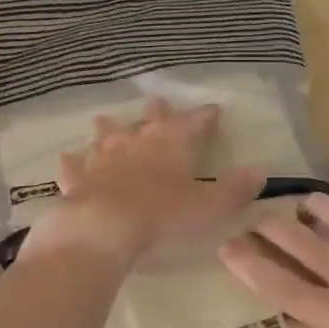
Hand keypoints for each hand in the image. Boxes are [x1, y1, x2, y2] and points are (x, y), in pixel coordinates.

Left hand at [25, 98, 264, 265]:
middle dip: (156, 112)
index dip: (204, 116)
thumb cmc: (163, 214)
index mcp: (170, 143)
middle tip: (157, 101)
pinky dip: (73, 162)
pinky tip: (68, 158)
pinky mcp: (77, 179)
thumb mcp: (210, 205)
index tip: (214, 109)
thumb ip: (235, 189)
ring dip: (108, 129)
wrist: (103, 227)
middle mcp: (135, 142)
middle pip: (147, 121)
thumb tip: (261, 171)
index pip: (192, 122)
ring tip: (104, 120)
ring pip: (106, 137)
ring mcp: (102, 159)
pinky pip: (74, 167)